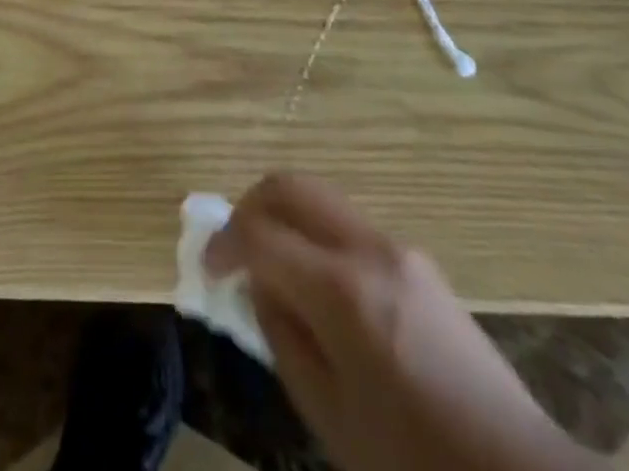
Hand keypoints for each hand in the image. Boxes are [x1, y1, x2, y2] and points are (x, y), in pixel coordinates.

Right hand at [206, 174, 600, 470]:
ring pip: (322, 201)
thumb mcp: (329, 414)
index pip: (260, 232)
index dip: (223, 242)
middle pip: (291, 186)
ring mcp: (399, 248)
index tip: (208, 267)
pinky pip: (350, 228)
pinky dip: (317, 238)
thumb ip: (282, 337)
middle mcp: (368, 248)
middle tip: (234, 246)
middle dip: (250, 205)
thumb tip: (259, 286)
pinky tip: (320, 289)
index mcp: (341, 287)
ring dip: (286, 220)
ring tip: (274, 271)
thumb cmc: (411, 457)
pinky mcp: (419, 262)